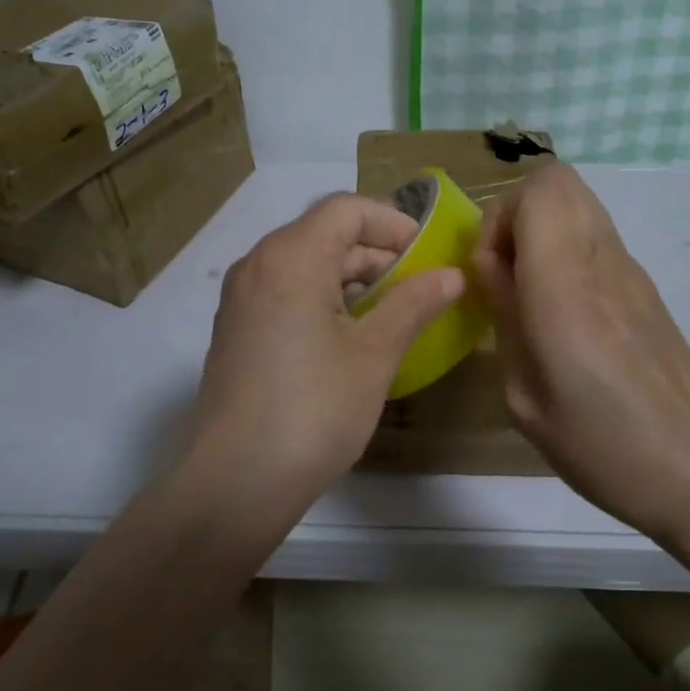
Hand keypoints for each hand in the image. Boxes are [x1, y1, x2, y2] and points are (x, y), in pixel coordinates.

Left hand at [189, 193, 463, 496]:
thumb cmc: (314, 409)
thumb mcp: (374, 354)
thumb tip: (452, 275)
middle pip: (324, 234)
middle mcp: (257, 264)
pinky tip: (352, 336)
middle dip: (377, 254)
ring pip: (305, 264)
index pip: (346, 209)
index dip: (393, 222)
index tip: (428, 254)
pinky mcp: (236, 329)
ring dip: (352, 279)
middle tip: (420, 287)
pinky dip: (323, 298)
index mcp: (290, 256)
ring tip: (394, 313)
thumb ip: (413, 304)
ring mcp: (241, 298)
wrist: (236, 481)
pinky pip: (286, 292)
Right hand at [472, 165, 689, 537]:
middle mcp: (601, 259)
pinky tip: (564, 314)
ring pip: (580, 205)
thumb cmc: (598, 441)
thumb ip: (504, 317)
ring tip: (530, 292)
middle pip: (560, 182)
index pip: (538, 191)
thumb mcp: (523, 392)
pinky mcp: (645, 287)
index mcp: (565, 283)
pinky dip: (568, 252)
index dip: (499, 219)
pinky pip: (597, 239)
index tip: (489, 272)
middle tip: (505, 272)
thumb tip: (495, 273)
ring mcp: (630, 270)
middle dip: (516, 215)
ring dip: (543, 232)